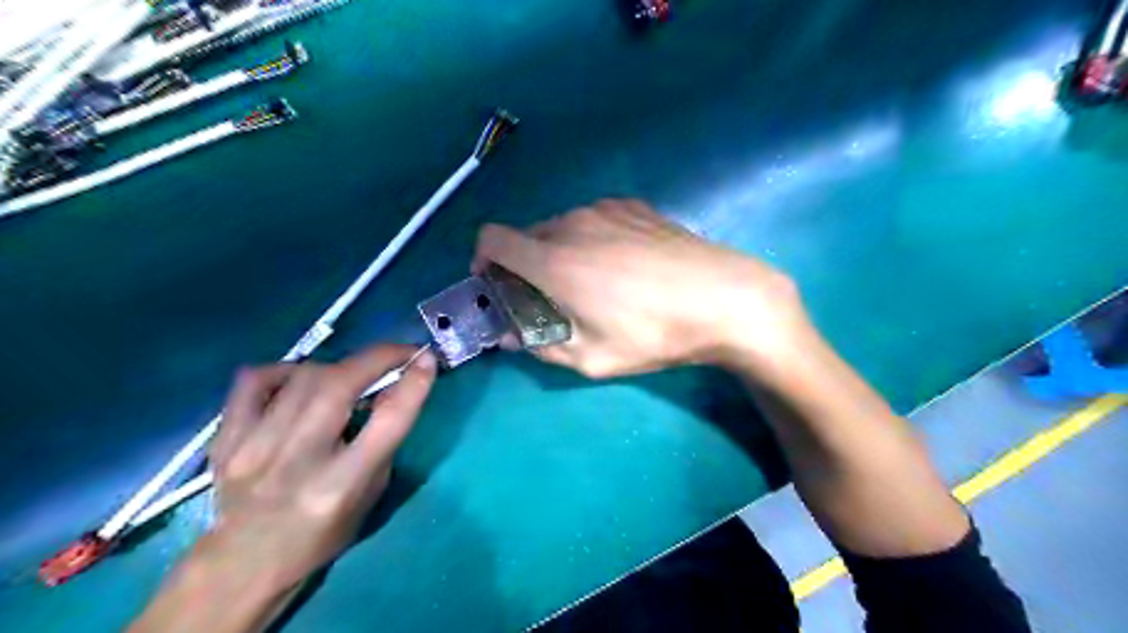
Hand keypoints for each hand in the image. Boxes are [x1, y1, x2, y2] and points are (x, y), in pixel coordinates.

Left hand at [201, 345, 431, 590]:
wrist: (245, 563)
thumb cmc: (323, 532)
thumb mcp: (371, 492)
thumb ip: (384, 438)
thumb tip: (398, 385)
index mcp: (341, 485)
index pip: (387, 421)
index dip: (413, 384)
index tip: (427, 358)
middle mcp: (297, 462)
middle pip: (339, 386)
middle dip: (378, 357)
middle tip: (399, 353)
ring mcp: (253, 448)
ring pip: (304, 376)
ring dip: (339, 367)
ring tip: (349, 378)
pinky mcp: (225, 439)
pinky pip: (254, 380)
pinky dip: (285, 370)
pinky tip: (298, 382)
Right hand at [472, 197, 810, 374]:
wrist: (724, 297)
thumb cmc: (655, 333)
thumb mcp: (594, 358)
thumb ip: (542, 346)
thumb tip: (511, 336)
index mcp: (554, 260)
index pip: (491, 239)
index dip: (484, 260)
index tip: (500, 286)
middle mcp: (572, 224)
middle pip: (526, 236)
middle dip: (524, 266)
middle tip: (549, 298)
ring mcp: (605, 209)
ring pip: (560, 227)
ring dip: (558, 252)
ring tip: (592, 283)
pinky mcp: (633, 206)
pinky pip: (593, 219)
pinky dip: (588, 239)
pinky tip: (621, 264)